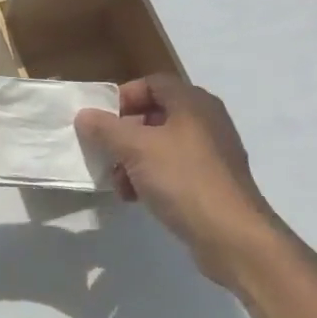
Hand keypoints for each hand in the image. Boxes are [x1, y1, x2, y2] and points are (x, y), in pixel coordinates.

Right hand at [75, 74, 277, 285]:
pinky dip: (151, 177)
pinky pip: (173, 169)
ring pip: (161, 145)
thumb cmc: (182, 179)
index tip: (102, 120)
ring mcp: (211, 153)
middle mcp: (205, 121)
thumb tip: (85, 115)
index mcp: (192, 103)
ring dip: (133, 160)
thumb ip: (106, 129)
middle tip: (105, 152)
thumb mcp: (135, 149)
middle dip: (124, 134)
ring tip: (118, 183)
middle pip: (155, 115)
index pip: (153, 83)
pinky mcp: (210, 181)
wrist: (231, 234)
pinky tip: (136, 198)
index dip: (124, 96)